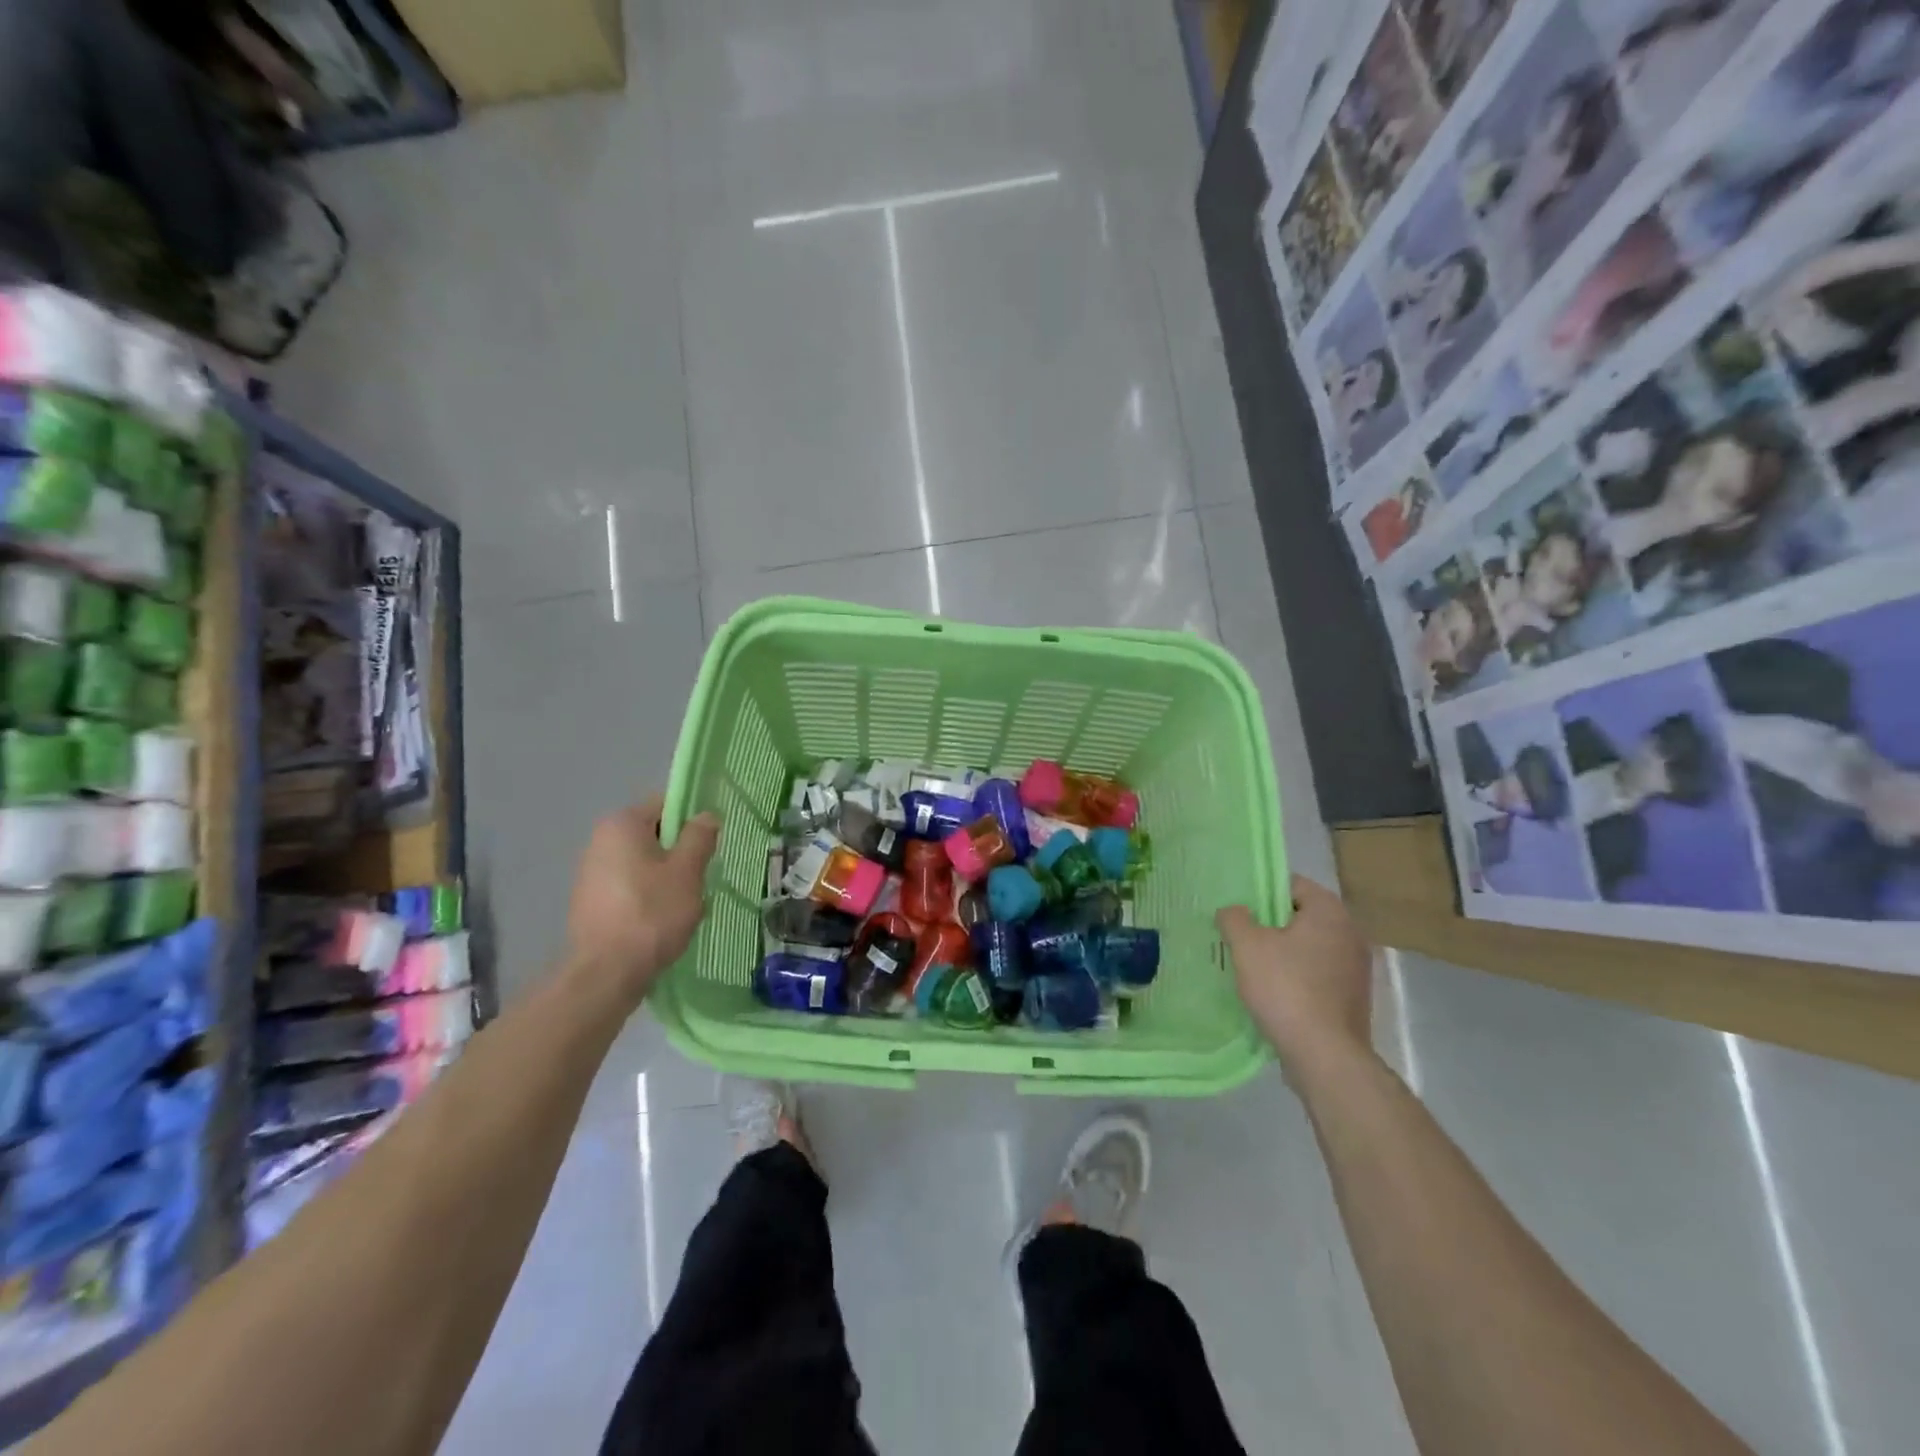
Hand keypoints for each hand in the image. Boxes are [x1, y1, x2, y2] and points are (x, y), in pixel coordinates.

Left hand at [567, 796, 720, 1002]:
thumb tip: (706, 815)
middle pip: (652, 835)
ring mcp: (590, 874)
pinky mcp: (589, 903)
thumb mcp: (687, 872)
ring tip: (684, 903)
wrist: (606, 974)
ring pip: (642, 863)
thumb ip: (699, 838)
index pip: (665, 805)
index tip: (711, 844)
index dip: (692, 821)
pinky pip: (628, 887)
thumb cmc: (652, 913)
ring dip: (665, 877)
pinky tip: (661, 920)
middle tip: (701, 876)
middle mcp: (599, 841)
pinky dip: (647, 896)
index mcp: (621, 825)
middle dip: (679, 852)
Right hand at [1217, 876, 1374, 1085]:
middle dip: (1271, 926)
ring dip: (1284, 954)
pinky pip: (1318, 975)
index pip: (1292, 885)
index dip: (1261, 893)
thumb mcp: (1247, 945)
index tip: (1239, 911)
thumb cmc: (1285, 988)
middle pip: (1301, 917)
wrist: (1325, 1055)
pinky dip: (1297, 978)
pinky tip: (1274, 994)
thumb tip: (1234, 911)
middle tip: (1241, 938)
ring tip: (1253, 968)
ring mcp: (1356, 968)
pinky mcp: (1354, 998)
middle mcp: (1351, 933)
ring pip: (1309, 948)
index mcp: (1330, 911)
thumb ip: (1234, 918)